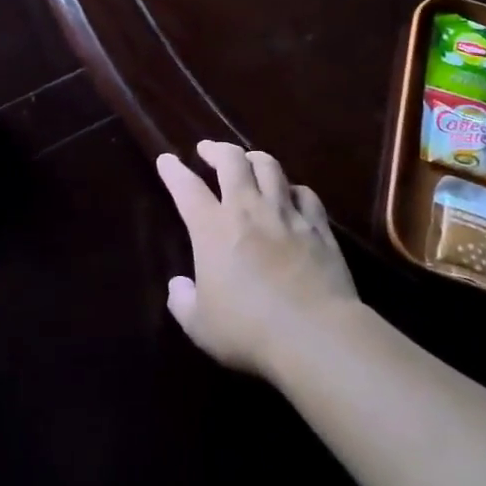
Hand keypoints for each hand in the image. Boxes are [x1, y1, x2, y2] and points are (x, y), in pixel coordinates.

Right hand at [155, 141, 359, 378]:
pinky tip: (292, 194)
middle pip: (232, 161)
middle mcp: (249, 210)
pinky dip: (294, 189)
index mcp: (213, 229)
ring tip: (248, 161)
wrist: (314, 335)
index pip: (187, 188)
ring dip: (255, 158)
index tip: (166, 160)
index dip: (174, 171)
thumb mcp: (200, 326)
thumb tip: (178, 285)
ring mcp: (287, 215)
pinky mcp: (319, 227)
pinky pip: (306, 195)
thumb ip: (183, 302)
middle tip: (208, 150)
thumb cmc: (248, 330)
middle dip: (217, 149)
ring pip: (271, 168)